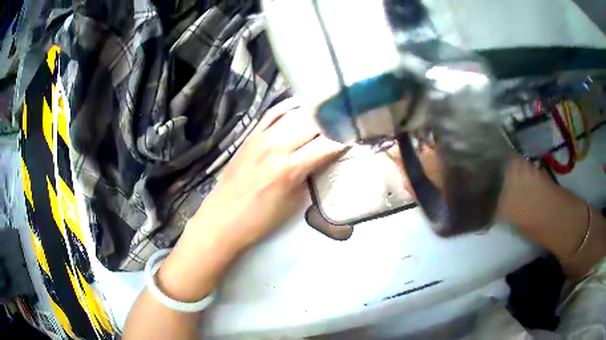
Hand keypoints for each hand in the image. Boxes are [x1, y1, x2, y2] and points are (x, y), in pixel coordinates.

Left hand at [187, 98, 344, 251]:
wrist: (223, 218)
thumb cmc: (261, 220)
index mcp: (290, 168)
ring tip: (329, 112)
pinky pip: (273, 113)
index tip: (356, 136)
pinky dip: (289, 107)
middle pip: (313, 122)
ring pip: (295, 113)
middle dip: (333, 121)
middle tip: (346, 122)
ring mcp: (261, 137)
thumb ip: (310, 175)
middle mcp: (276, 145)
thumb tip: (323, 157)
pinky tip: (300, 106)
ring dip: (315, 112)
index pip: (327, 145)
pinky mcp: (250, 135)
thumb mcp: (294, 202)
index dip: (345, 139)